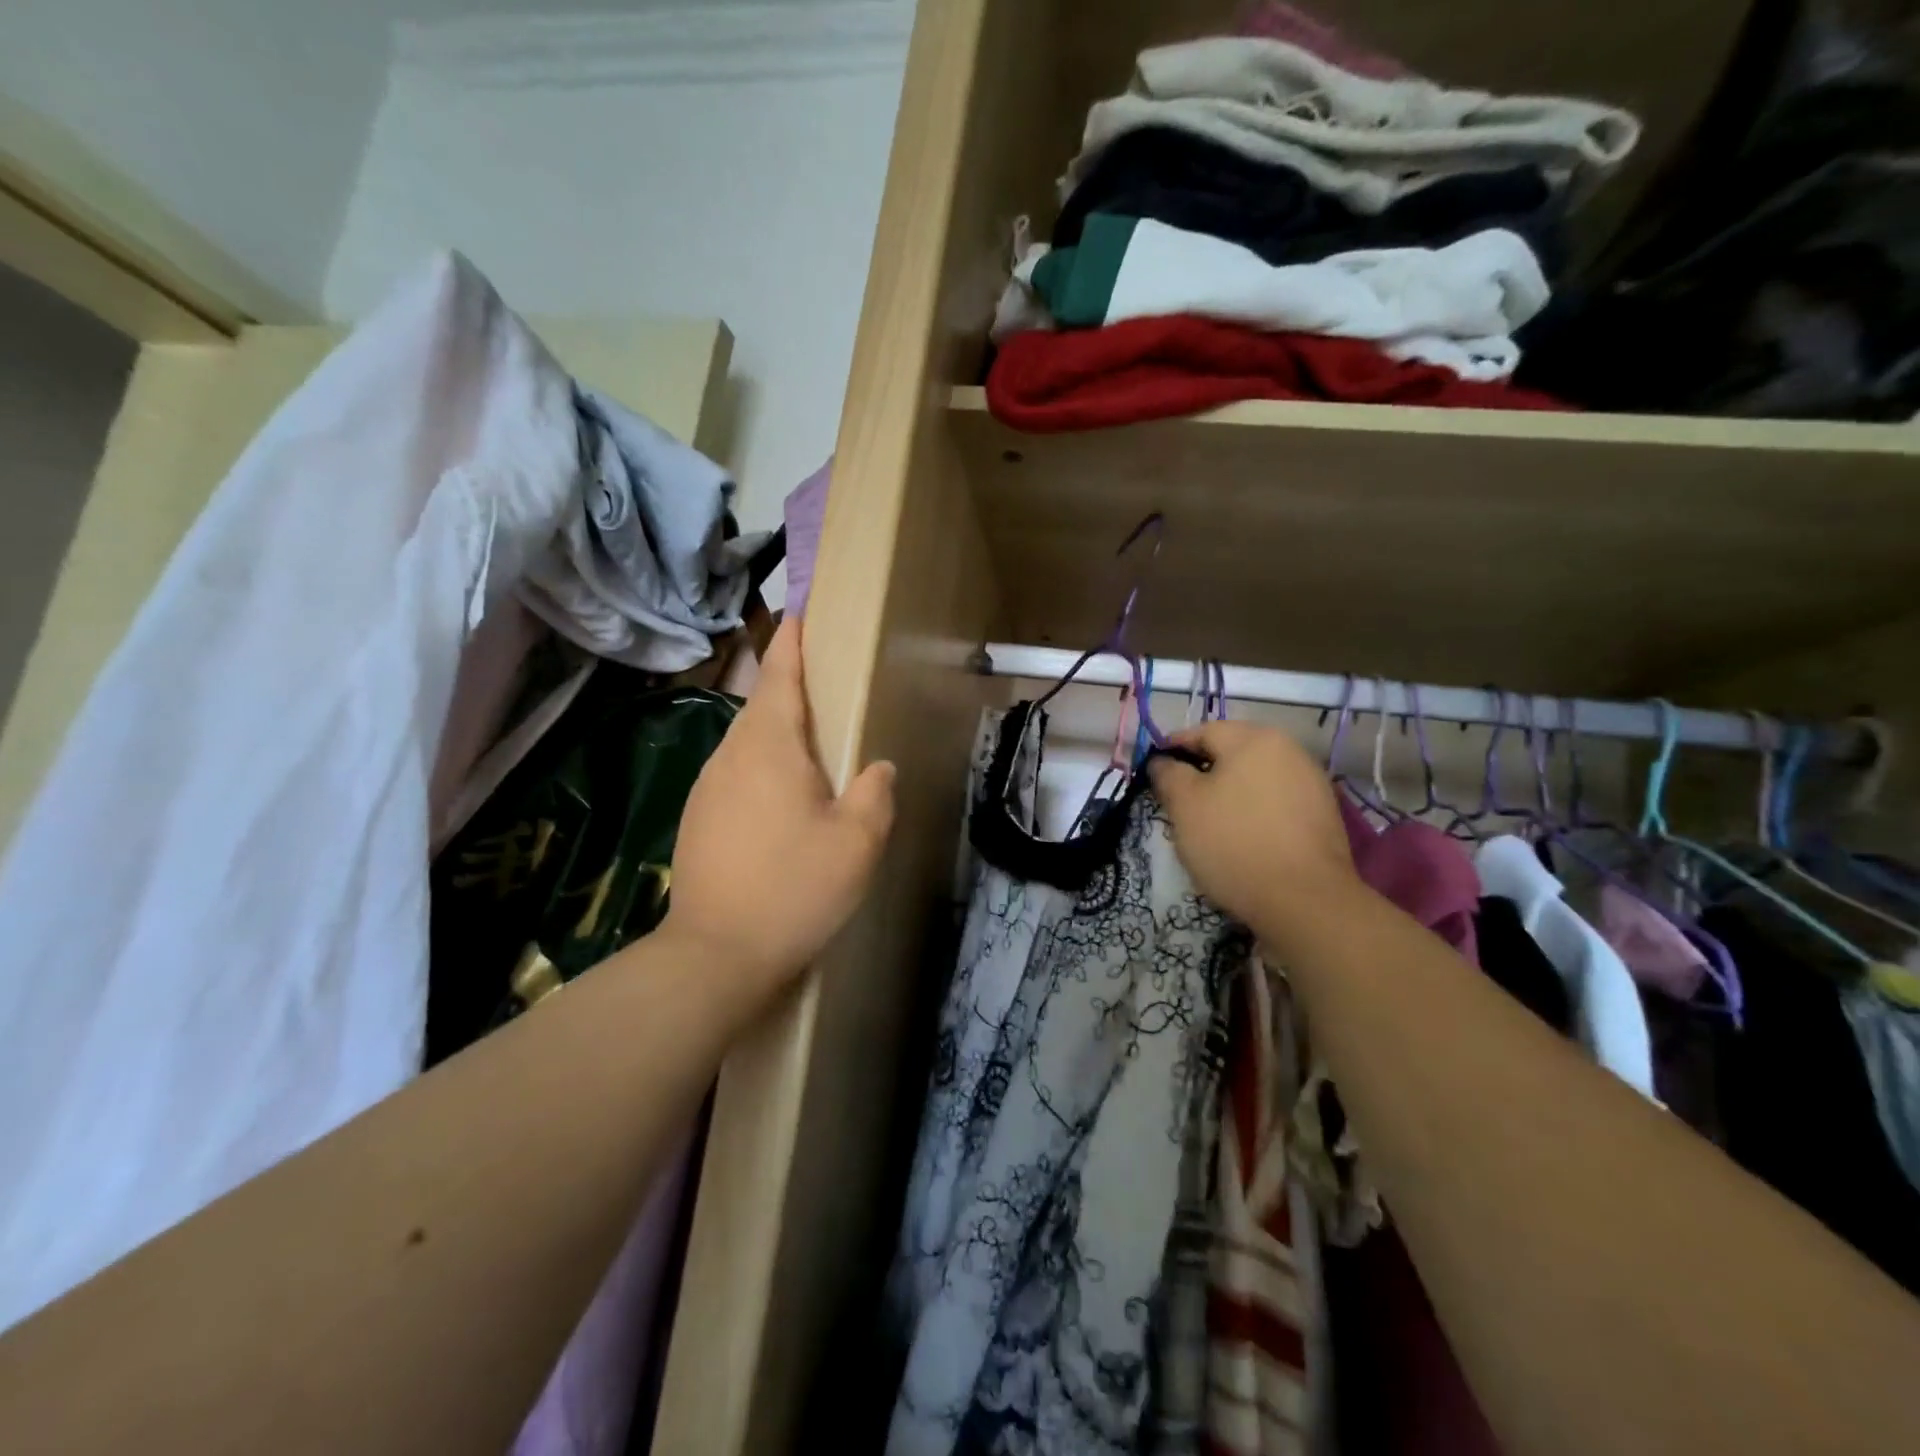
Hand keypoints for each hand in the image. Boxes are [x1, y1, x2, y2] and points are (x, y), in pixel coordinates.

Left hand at [661, 617, 894, 1010]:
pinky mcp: (697, 819)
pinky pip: (735, 774)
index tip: (798, 612)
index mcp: (769, 748)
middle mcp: (730, 756)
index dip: (791, 643)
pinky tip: (780, 797)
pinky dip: (760, 766)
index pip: (780, 677)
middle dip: (787, 686)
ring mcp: (707, 788)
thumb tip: (875, 768)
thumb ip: (875, 793)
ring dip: (775, 731)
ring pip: (745, 742)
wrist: (714, 956)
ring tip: (808, 743)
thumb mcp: (857, 842)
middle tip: (821, 682)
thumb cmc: (793, 889)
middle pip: (761, 706)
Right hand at [1148, 720, 1356, 937]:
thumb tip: (1162, 761)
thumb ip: (1169, 775)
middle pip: (1234, 751)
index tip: (1156, 771)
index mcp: (1253, 739)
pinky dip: (1255, 809)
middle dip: (1204, 770)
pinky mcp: (1324, 813)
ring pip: (1256, 776)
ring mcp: (1311, 781)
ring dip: (1231, 790)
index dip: (1174, 748)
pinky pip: (1277, 800)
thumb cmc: (1233, 843)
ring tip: (1210, 819)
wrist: (1304, 900)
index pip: (1203, 731)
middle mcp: (1288, 749)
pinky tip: (1243, 834)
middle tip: (1179, 798)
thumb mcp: (1185, 806)